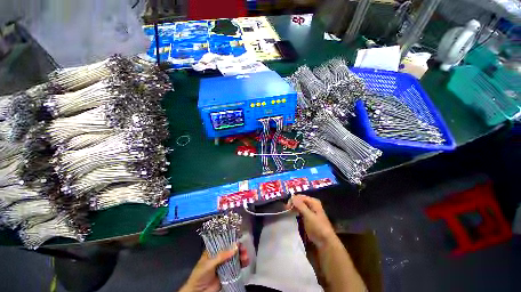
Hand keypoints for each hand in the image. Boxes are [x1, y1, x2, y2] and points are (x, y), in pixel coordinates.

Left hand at [179, 243, 248, 291]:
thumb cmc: (200, 275)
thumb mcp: (209, 264)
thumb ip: (221, 256)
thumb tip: (235, 247)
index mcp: (214, 250)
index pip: (224, 241)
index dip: (232, 240)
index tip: (238, 240)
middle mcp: (220, 255)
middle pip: (232, 248)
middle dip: (239, 248)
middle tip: (243, 250)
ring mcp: (225, 263)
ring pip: (236, 256)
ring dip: (242, 255)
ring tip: (246, 257)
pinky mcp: (229, 272)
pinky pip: (237, 266)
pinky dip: (243, 263)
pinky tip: (246, 262)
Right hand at [288, 195, 336, 247]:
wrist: (325, 242)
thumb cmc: (318, 227)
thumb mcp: (309, 216)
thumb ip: (300, 205)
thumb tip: (292, 197)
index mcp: (313, 201)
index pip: (300, 197)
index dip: (293, 200)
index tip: (287, 207)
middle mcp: (312, 204)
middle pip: (299, 200)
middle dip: (293, 203)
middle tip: (286, 210)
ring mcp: (311, 210)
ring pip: (299, 205)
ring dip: (294, 207)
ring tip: (288, 212)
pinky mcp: (309, 217)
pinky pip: (300, 211)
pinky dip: (296, 212)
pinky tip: (293, 215)